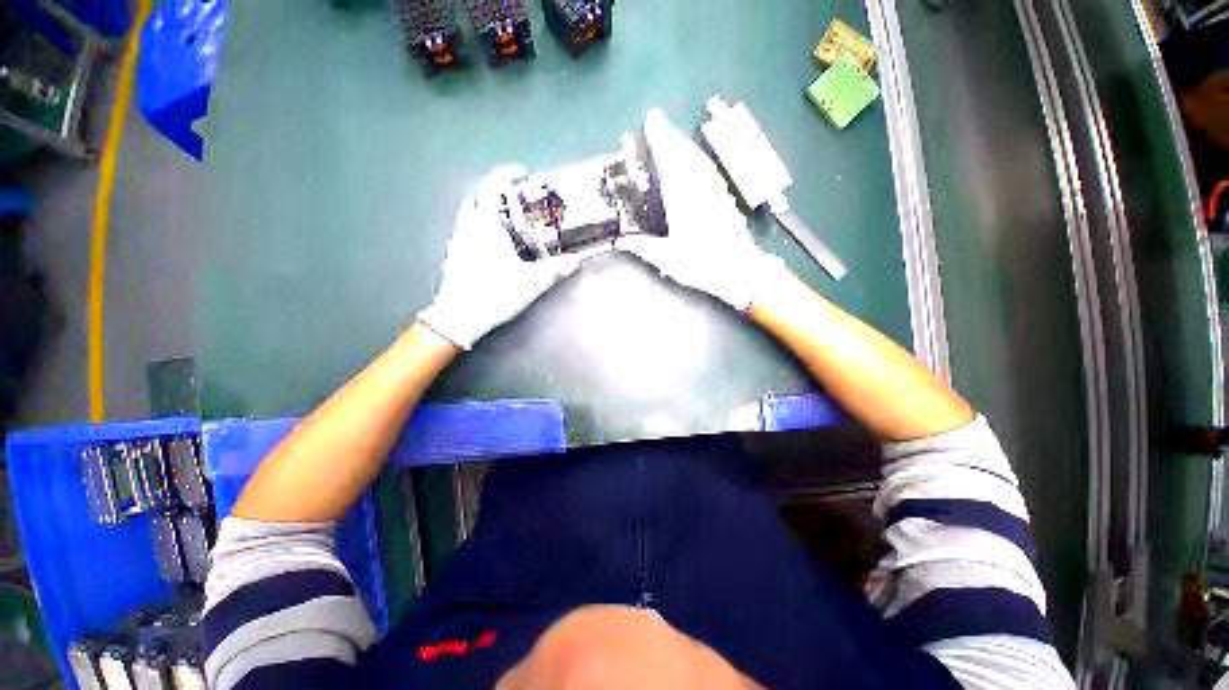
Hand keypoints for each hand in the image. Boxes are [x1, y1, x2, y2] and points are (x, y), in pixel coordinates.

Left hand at [417, 166, 578, 349]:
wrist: (460, 317)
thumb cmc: (495, 293)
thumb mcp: (531, 282)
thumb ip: (555, 270)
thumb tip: (576, 261)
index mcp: (486, 226)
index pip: (492, 187)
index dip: (506, 176)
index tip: (521, 175)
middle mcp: (468, 227)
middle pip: (479, 197)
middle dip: (497, 193)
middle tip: (518, 201)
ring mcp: (458, 240)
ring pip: (470, 213)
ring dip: (488, 210)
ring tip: (508, 221)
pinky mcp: (454, 255)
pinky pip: (467, 230)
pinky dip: (480, 227)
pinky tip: (494, 244)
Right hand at [619, 110, 786, 310]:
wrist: (740, 270)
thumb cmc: (703, 265)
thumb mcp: (668, 260)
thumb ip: (644, 248)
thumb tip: (623, 241)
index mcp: (684, 201)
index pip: (670, 163)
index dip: (660, 140)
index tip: (651, 122)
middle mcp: (700, 189)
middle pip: (685, 154)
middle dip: (670, 135)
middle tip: (657, 121)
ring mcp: (715, 192)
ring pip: (699, 160)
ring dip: (684, 144)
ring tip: (672, 136)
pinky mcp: (725, 199)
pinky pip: (710, 170)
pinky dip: (699, 159)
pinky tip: (696, 161)